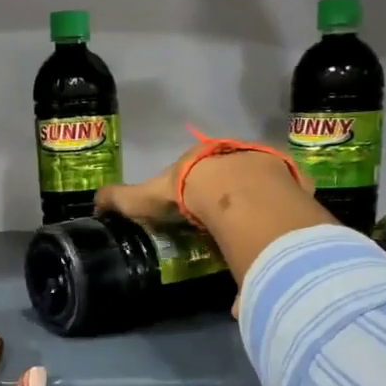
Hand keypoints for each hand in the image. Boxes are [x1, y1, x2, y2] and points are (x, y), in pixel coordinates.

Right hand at [95, 139, 310, 226]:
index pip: (193, 171)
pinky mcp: (290, 181)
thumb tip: (95, 203)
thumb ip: (120, 199)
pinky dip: (282, 211)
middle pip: (228, 177)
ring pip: (258, 185)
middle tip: (222, 223)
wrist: (234, 191)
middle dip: (226, 196)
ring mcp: (263, 166)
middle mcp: (231, 156)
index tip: (191, 211)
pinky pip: (286, 198)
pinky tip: (279, 230)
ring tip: (251, 230)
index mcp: (199, 159)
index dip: (191, 189)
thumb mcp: (144, 197)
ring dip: (255, 202)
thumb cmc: (185, 192)